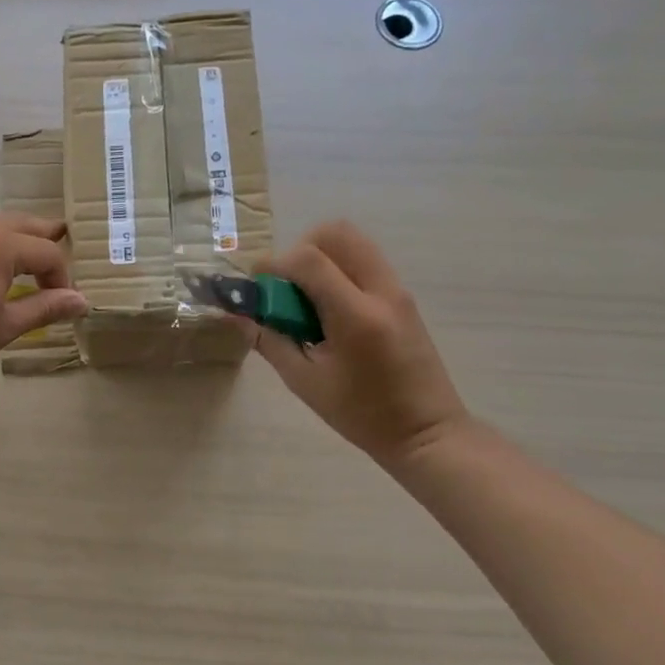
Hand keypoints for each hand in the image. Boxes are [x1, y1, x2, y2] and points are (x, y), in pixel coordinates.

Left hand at [0, 214, 88, 382]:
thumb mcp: (3, 327)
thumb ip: (44, 309)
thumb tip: (81, 301)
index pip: (46, 253)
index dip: (61, 276)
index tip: (62, 302)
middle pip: (17, 224)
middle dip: (40, 236)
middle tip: (56, 240)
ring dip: (2, 241)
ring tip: (8, 261)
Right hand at [242, 220, 470, 468]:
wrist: (426, 431)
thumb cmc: (361, 414)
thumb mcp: (305, 382)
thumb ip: (270, 341)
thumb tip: (239, 315)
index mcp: (356, 315)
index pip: (308, 260)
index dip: (274, 264)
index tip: (256, 285)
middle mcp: (381, 291)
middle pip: (336, 233)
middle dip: (300, 249)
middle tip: (286, 285)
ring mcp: (397, 290)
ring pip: (353, 242)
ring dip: (321, 256)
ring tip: (306, 296)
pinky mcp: (403, 297)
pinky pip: (365, 261)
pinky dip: (339, 269)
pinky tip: (328, 308)